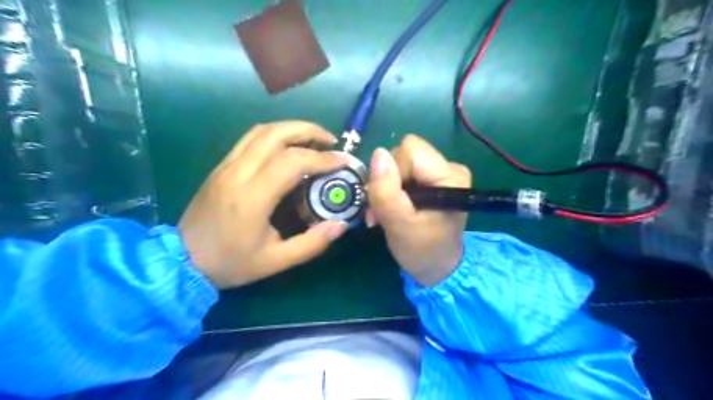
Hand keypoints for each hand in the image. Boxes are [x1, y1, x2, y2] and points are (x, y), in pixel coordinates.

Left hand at [179, 120, 349, 289]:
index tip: (343, 161)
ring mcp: (227, 165)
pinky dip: (275, 134)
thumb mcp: (276, 261)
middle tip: (331, 141)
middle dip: (309, 131)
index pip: (292, 162)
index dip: (322, 158)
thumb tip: (341, 225)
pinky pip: (250, 138)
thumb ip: (312, 244)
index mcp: (252, 197)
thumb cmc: (231, 263)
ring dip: (292, 128)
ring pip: (262, 131)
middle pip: (276, 134)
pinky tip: (288, 145)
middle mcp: (238, 173)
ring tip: (314, 139)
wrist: (182, 260)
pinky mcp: (222, 165)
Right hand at [368, 135, 471, 285]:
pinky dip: (392, 190)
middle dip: (387, 180)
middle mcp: (450, 168)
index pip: (410, 151)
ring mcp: (442, 173)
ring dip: (386, 187)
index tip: (388, 199)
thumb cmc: (422, 251)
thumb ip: (386, 191)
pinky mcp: (433, 180)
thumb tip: (378, 153)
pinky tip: (392, 208)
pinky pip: (404, 172)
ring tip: (384, 213)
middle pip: (404, 154)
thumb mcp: (399, 225)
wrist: (437, 268)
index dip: (392, 172)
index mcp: (450, 176)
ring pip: (400, 163)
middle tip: (380, 210)